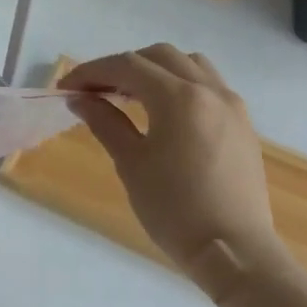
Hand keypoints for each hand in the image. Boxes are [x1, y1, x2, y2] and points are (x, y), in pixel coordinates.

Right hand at [63, 46, 274, 292]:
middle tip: (94, 91)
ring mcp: (231, 105)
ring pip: (188, 64)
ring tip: (129, 95)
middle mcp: (209, 90)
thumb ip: (105, 122)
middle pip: (158, 56)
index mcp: (179, 98)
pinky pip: (208, 84)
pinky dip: (180, 83)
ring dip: (154, 69)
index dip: (91, 71)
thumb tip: (80, 99)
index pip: (127, 66)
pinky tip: (163, 111)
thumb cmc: (174, 209)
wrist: (234, 250)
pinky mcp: (242, 123)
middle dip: (121, 66)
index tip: (65, 87)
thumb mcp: (131, 163)